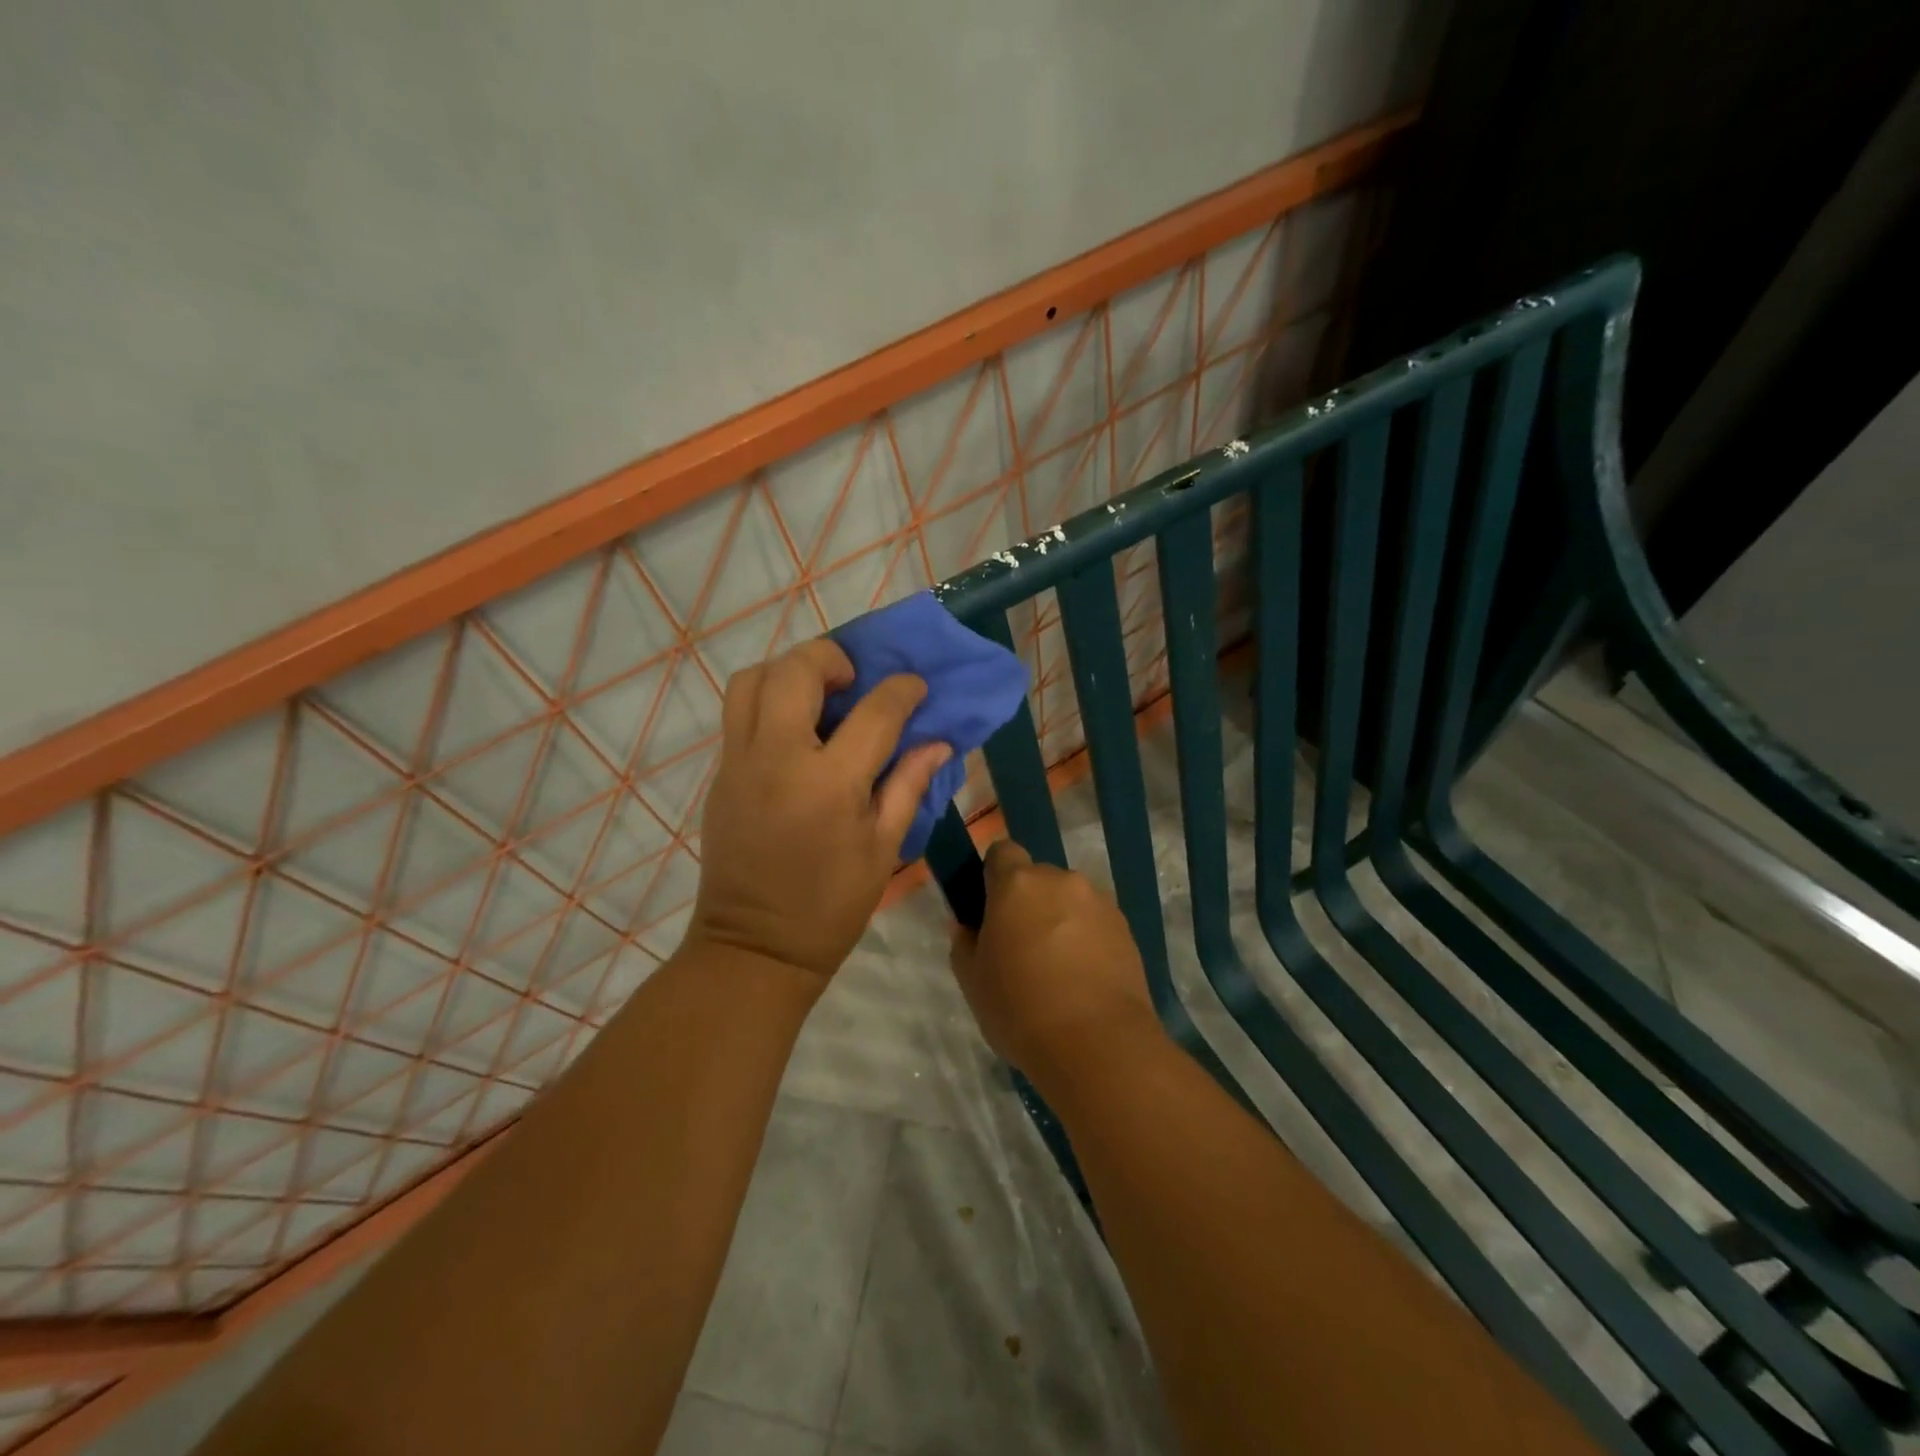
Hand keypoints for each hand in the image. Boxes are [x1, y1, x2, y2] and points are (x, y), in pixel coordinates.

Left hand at [690, 638, 951, 984]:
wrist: (754, 947)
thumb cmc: (830, 906)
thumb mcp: (883, 849)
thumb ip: (908, 785)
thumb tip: (938, 743)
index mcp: (830, 784)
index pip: (874, 713)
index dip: (902, 691)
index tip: (915, 687)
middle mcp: (778, 759)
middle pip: (796, 671)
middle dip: (831, 658)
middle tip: (855, 680)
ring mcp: (740, 763)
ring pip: (752, 680)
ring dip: (788, 671)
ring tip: (818, 694)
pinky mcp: (720, 775)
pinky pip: (738, 713)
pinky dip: (768, 701)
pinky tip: (796, 729)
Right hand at [948, 840, 1162, 1075]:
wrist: (1097, 1045)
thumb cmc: (1020, 1008)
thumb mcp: (972, 981)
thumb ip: (964, 942)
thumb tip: (967, 926)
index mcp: (1017, 884)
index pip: (1001, 852)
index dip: (994, 875)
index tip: (990, 909)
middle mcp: (1060, 880)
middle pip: (1038, 878)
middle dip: (1028, 902)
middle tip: (1021, 947)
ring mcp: (1098, 902)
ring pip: (1069, 900)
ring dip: (1060, 920)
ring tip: (1057, 969)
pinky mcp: (1126, 929)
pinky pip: (1095, 922)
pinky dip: (1087, 939)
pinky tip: (1083, 979)